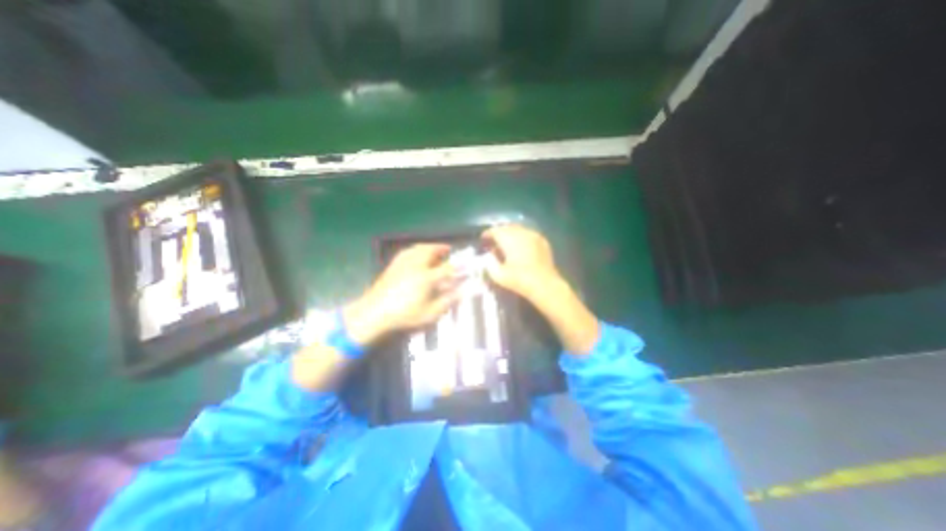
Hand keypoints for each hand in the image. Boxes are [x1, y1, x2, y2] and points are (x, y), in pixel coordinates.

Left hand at [345, 243, 457, 346]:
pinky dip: (415, 249)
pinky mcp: (392, 267)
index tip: (466, 265)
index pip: (447, 269)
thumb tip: (462, 292)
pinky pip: (406, 252)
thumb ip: (447, 302)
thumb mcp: (430, 314)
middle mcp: (415, 266)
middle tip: (448, 249)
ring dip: (428, 246)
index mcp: (426, 278)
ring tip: (434, 248)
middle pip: (430, 251)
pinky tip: (415, 253)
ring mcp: (401, 265)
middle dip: (441, 248)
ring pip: (417, 248)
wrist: (373, 314)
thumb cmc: (404, 316)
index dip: (458, 267)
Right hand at [481, 221, 558, 300]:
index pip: (495, 231)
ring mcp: (534, 235)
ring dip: (511, 235)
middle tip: (494, 242)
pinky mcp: (543, 241)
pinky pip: (529, 234)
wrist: (544, 285)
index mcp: (509, 239)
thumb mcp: (498, 275)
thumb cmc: (520, 280)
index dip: (488, 234)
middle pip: (507, 228)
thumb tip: (489, 256)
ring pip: (518, 229)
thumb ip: (490, 263)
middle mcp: (521, 233)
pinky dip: (522, 238)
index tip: (483, 239)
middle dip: (499, 233)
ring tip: (507, 244)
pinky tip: (521, 247)